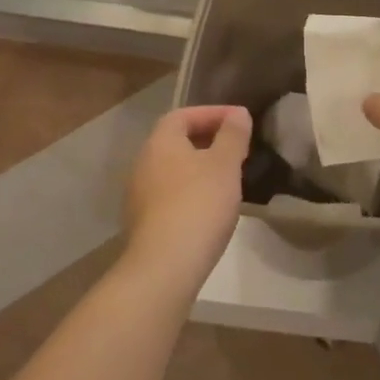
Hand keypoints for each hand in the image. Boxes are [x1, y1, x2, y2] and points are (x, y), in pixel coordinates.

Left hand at [124, 105, 251, 283]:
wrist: (165, 266)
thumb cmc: (199, 204)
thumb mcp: (225, 165)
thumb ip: (233, 136)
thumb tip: (238, 114)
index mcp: (160, 143)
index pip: (183, 115)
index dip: (212, 113)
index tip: (240, 121)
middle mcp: (143, 164)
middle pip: (175, 142)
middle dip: (207, 140)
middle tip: (237, 148)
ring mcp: (139, 195)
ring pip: (173, 170)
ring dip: (199, 167)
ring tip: (228, 177)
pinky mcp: (143, 223)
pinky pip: (170, 195)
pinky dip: (191, 191)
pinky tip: (211, 206)